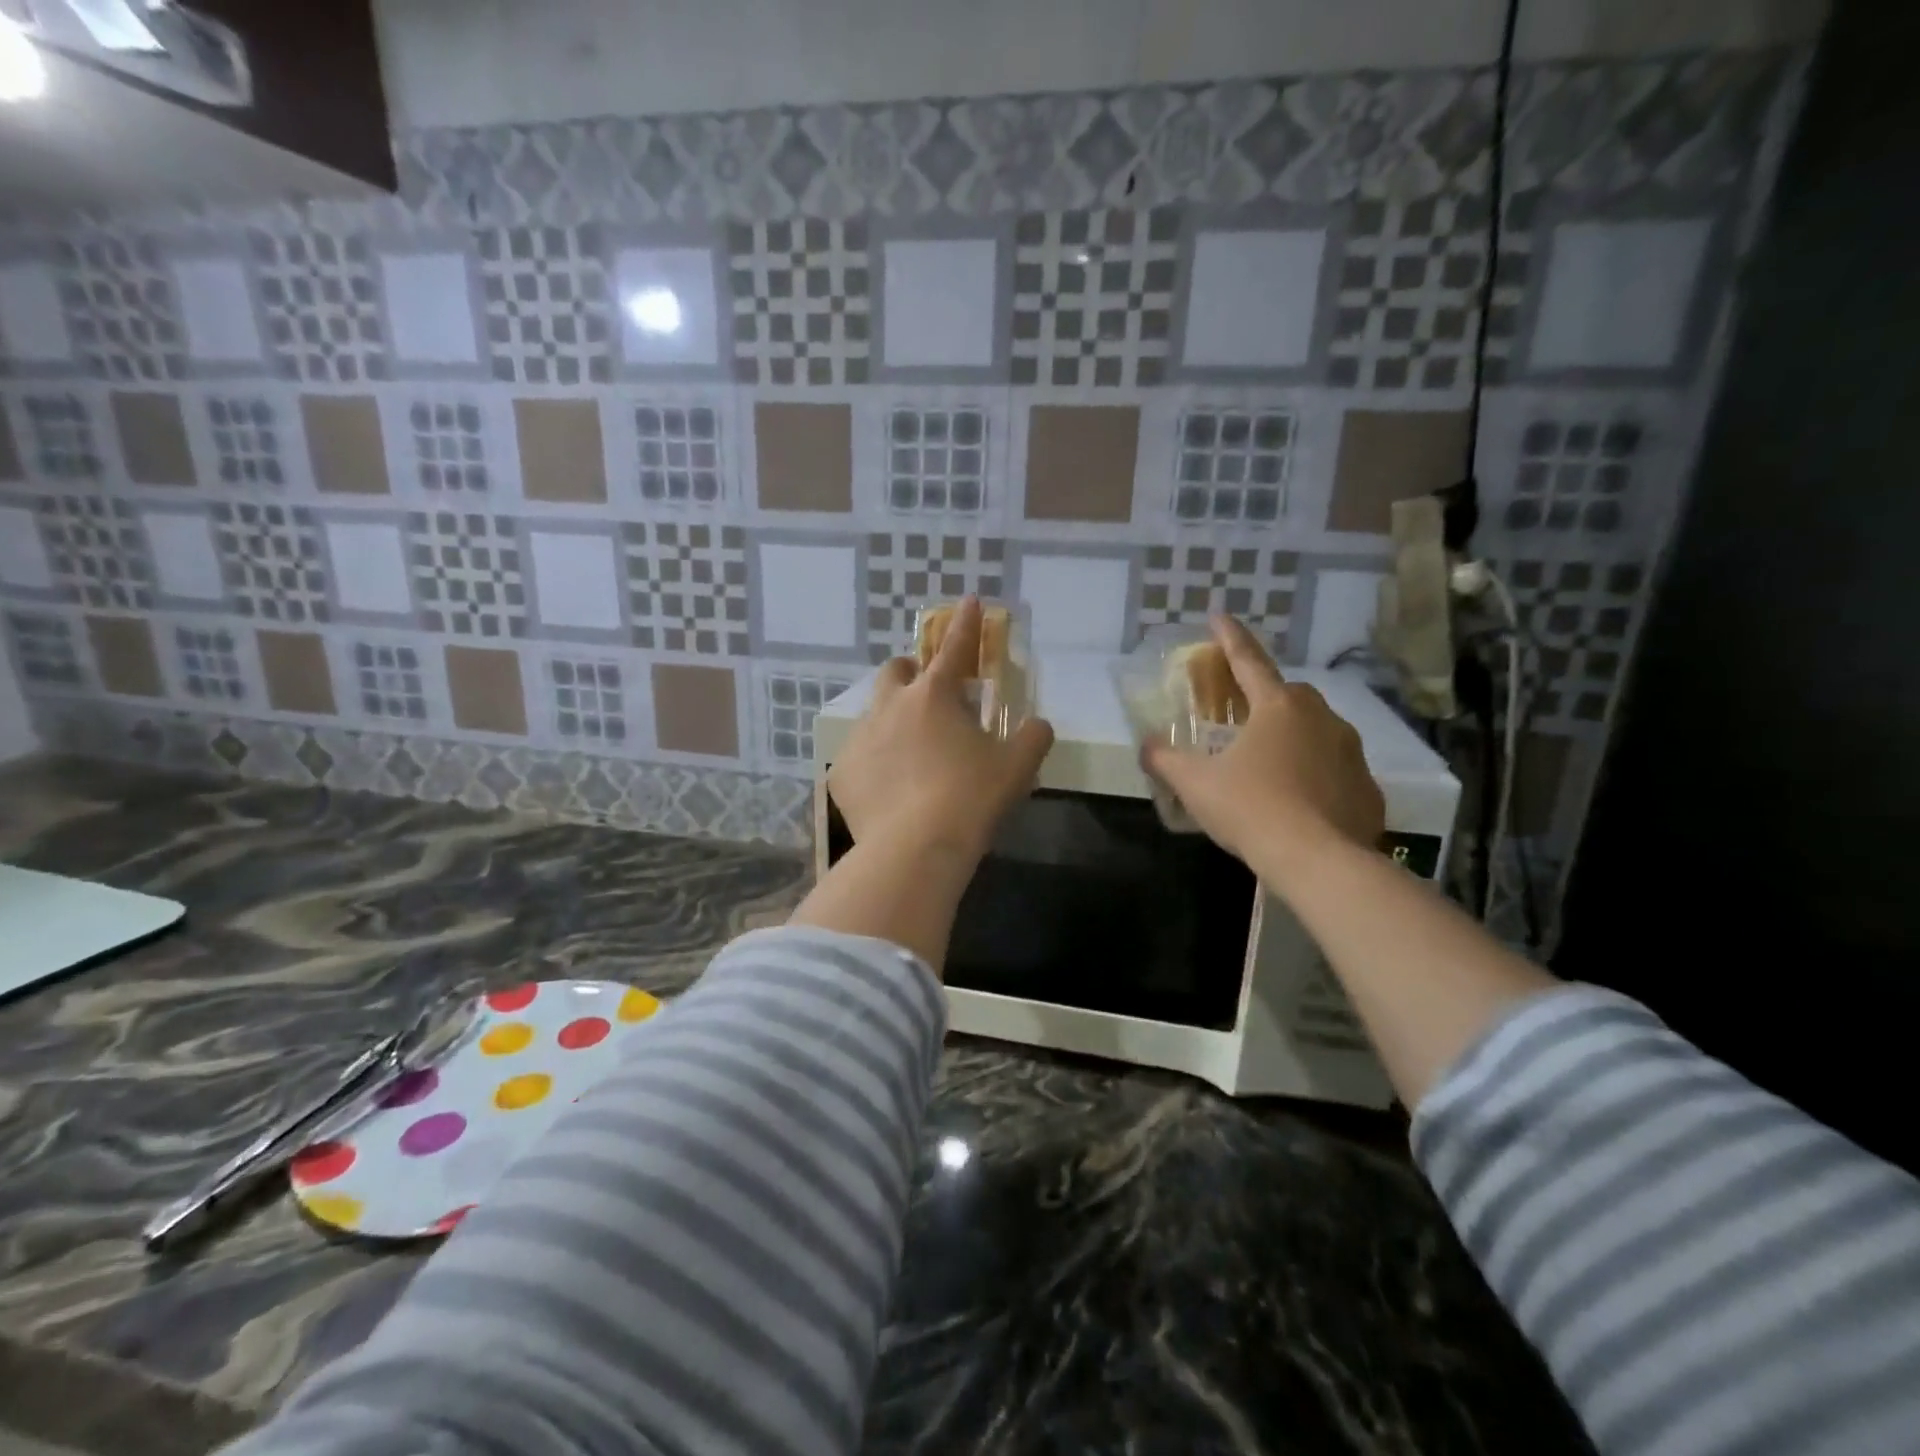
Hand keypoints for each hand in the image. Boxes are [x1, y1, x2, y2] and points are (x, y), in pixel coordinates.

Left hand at [829, 597, 1054, 863]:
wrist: (915, 849)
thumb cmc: (971, 799)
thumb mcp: (1017, 767)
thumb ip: (1033, 738)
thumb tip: (1038, 726)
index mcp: (935, 696)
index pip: (956, 648)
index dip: (967, 623)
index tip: (969, 601)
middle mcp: (891, 707)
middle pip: (895, 671)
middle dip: (911, 673)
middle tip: (929, 695)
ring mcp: (861, 739)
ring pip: (873, 714)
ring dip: (893, 720)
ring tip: (911, 753)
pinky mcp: (841, 774)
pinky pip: (859, 759)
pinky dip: (876, 765)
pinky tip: (890, 792)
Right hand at [1144, 615, 1384, 873]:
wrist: (1318, 860)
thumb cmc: (1250, 808)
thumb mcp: (1195, 783)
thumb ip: (1165, 759)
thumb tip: (1145, 746)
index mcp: (1278, 707)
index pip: (1248, 661)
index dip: (1230, 637)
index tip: (1219, 615)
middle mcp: (1320, 718)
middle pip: (1288, 695)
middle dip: (1265, 696)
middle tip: (1242, 714)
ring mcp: (1350, 751)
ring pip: (1316, 730)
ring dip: (1293, 736)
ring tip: (1270, 763)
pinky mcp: (1367, 786)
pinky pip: (1334, 768)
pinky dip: (1315, 773)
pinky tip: (1298, 799)